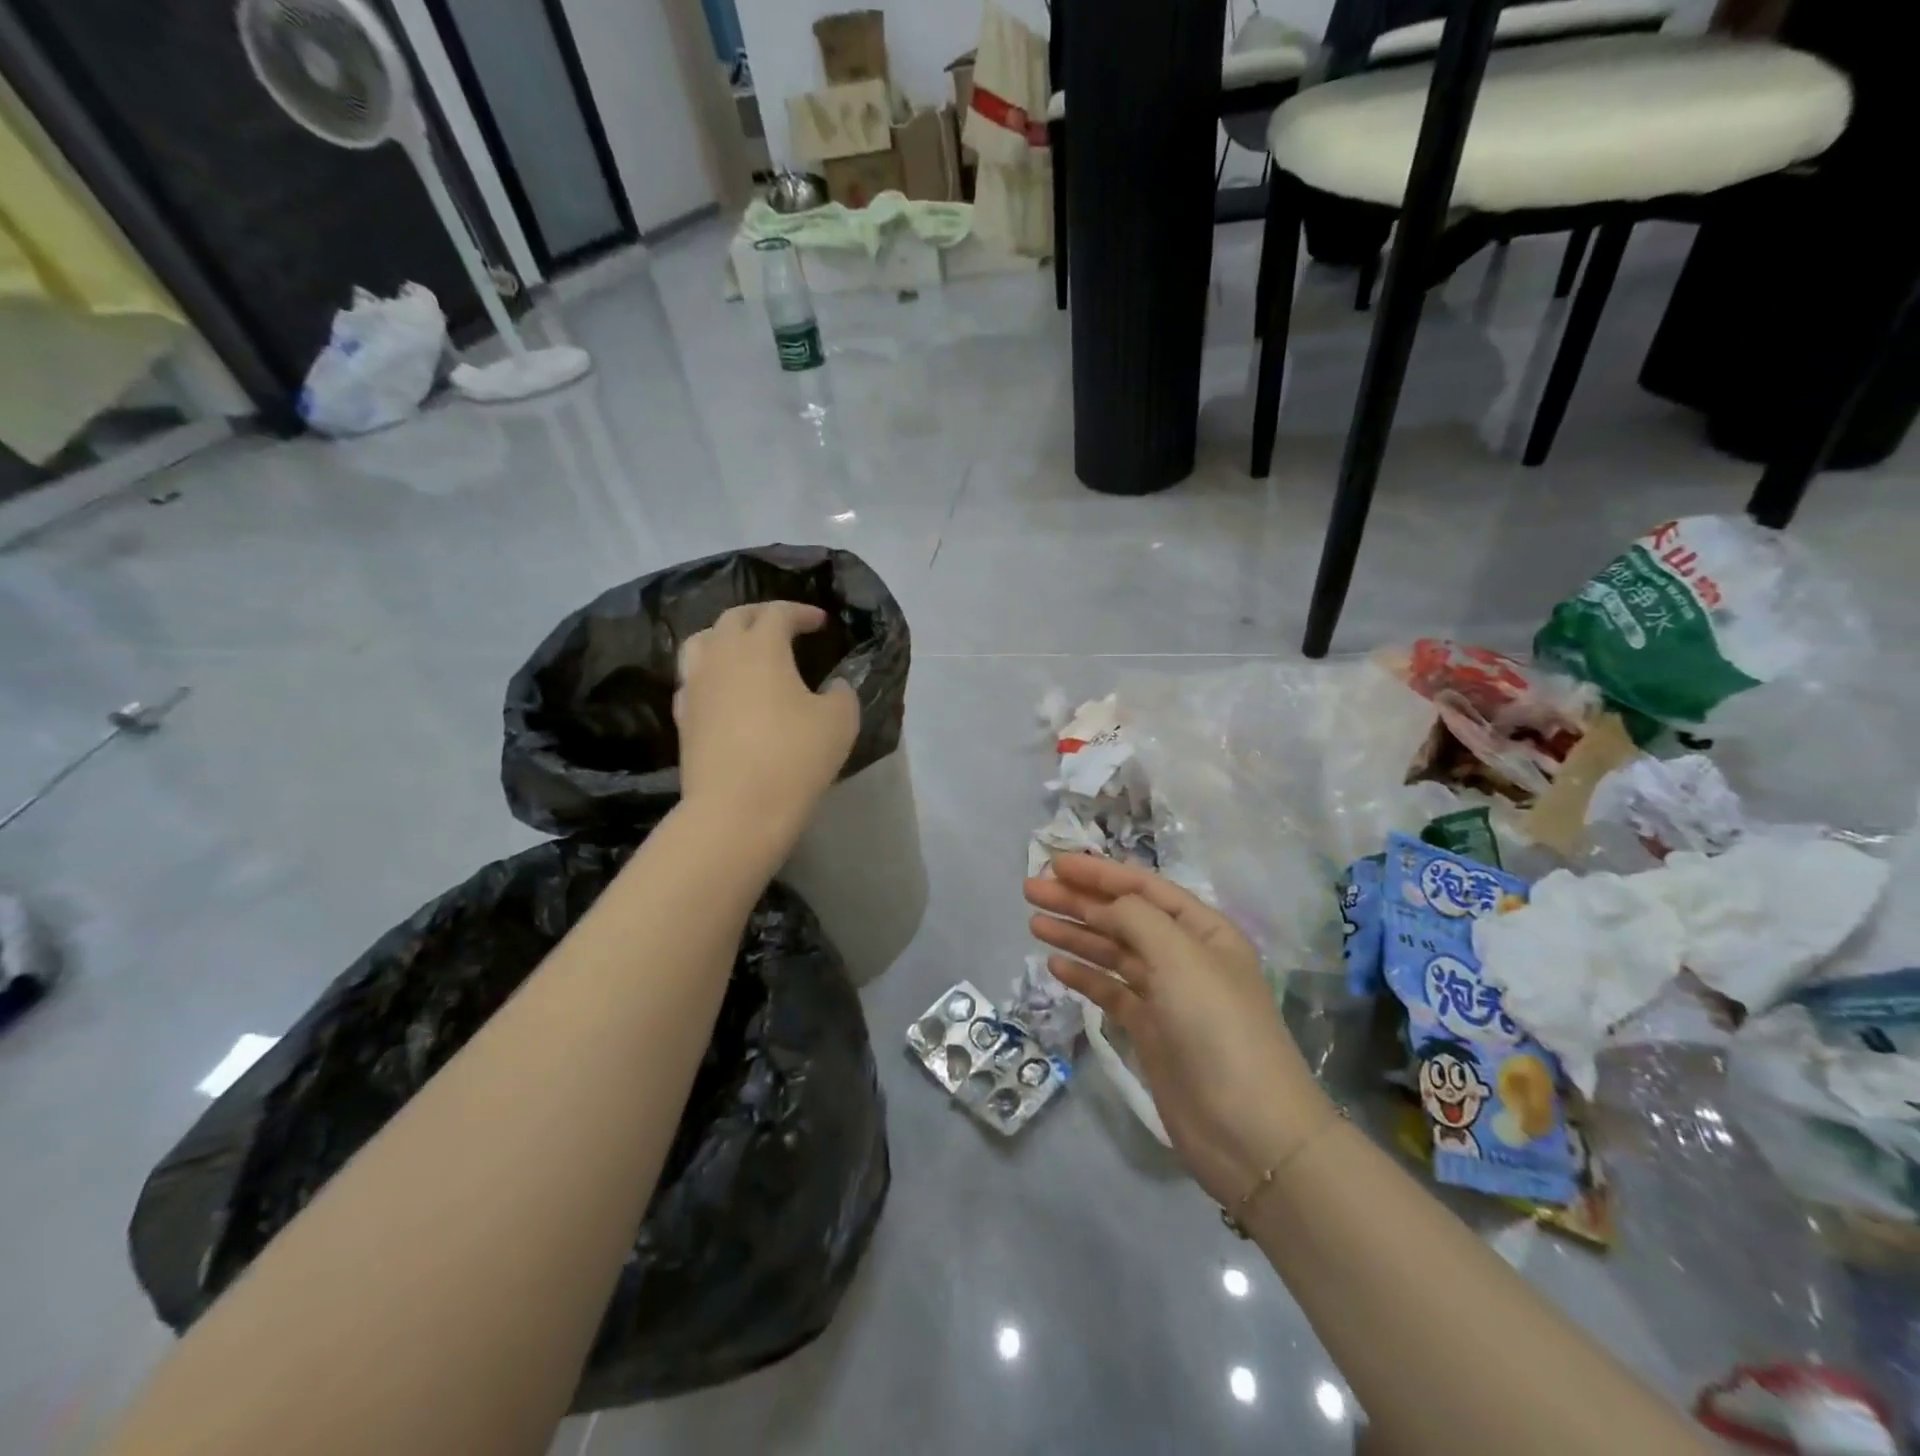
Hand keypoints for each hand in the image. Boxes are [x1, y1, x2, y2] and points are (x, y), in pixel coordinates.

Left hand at [675, 603, 858, 843]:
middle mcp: (721, 655)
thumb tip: (834, 687)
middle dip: (761, 616)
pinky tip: (724, 690)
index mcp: (760, 647)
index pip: (778, 613)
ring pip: (702, 642)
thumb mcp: (839, 721)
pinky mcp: (682, 717)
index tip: (820, 622)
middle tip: (783, 627)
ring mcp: (695, 686)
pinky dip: (710, 673)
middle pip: (734, 618)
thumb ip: (841, 694)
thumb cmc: (794, 757)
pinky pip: (692, 679)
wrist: (737, 809)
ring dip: (726, 637)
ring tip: (744, 650)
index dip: (801, 613)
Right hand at [1026, 855, 1336, 1207]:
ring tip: (1034, 923)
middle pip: (1122, 917)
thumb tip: (1103, 905)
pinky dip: (1084, 976)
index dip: (1099, 873)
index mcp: (1203, 930)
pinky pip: (1111, 991)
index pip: (1143, 888)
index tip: (1055, 863)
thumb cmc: (1217, 1027)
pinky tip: (1055, 966)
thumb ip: (1136, 918)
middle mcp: (1185, 956)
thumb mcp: (1179, 957)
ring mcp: (1167, 995)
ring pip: (1113, 953)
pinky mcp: (1151, 1030)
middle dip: (1078, 901)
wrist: (1248, 1129)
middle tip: (1031, 890)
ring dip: (1076, 935)